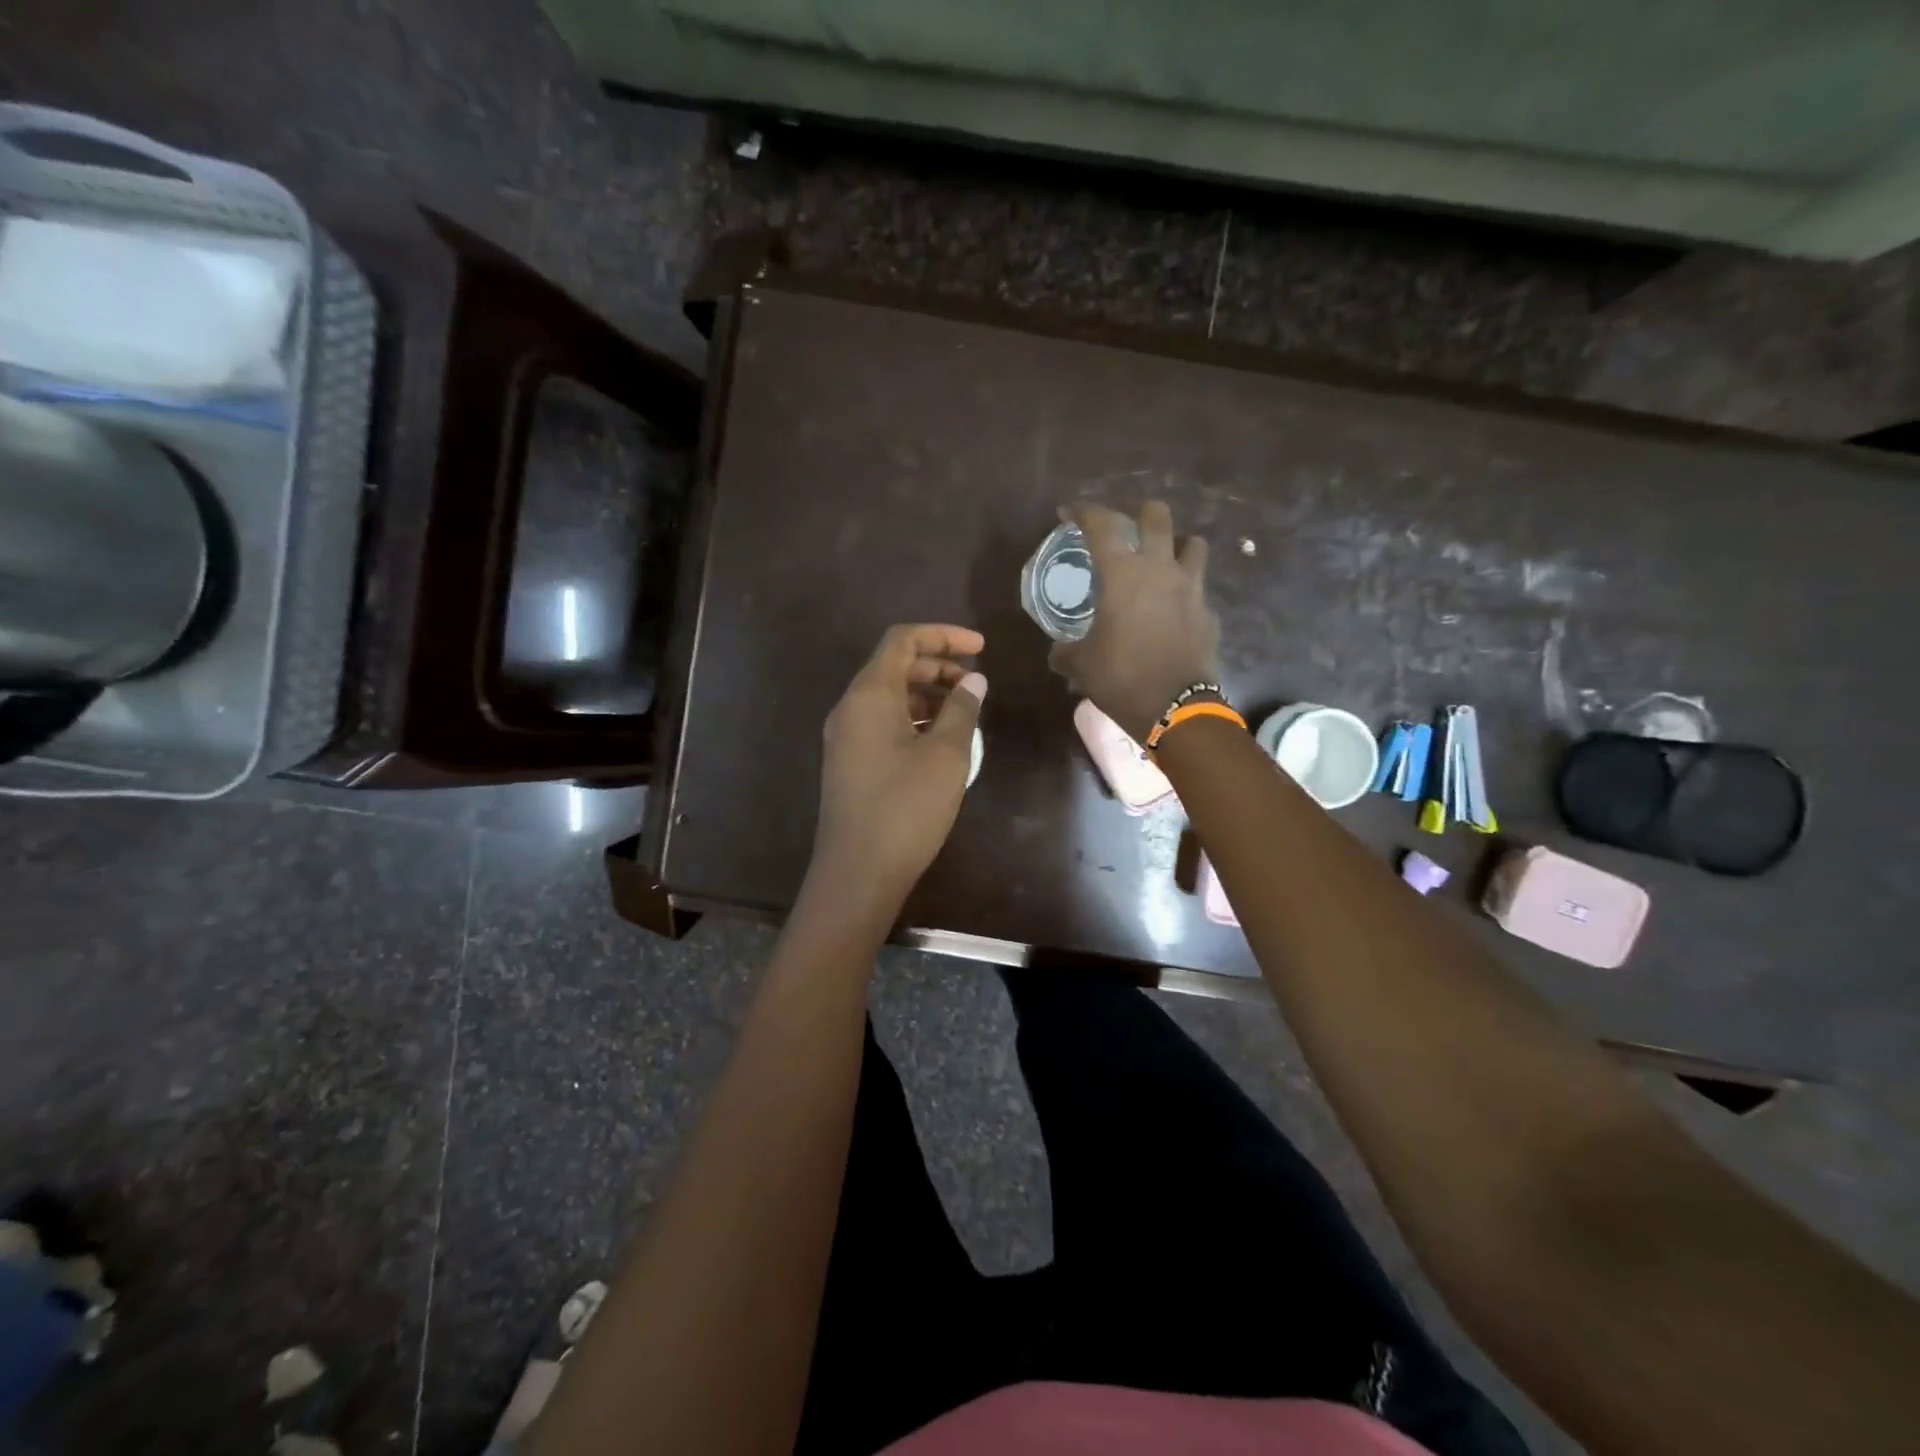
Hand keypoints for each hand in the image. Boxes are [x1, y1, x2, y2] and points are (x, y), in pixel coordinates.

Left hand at [811, 624, 987, 905]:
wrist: (857, 872)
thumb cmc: (906, 808)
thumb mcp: (946, 755)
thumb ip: (962, 710)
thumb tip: (973, 680)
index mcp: (869, 694)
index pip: (903, 640)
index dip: (944, 635)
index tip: (981, 647)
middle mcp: (850, 707)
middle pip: (894, 665)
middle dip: (937, 664)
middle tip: (975, 682)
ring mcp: (845, 736)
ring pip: (888, 696)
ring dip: (926, 693)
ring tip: (964, 711)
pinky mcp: (849, 762)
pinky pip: (882, 722)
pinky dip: (913, 717)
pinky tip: (940, 739)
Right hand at [1048, 502, 1219, 741]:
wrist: (1175, 708)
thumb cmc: (1120, 678)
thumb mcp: (1080, 664)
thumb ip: (1066, 650)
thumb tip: (1058, 651)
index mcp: (1122, 573)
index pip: (1101, 524)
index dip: (1083, 511)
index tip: (1069, 512)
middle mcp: (1160, 569)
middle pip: (1156, 514)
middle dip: (1136, 510)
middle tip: (1123, 521)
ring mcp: (1191, 588)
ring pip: (1192, 543)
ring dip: (1174, 542)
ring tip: (1159, 557)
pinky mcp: (1208, 612)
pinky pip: (1198, 587)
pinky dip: (1185, 588)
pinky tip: (1172, 607)